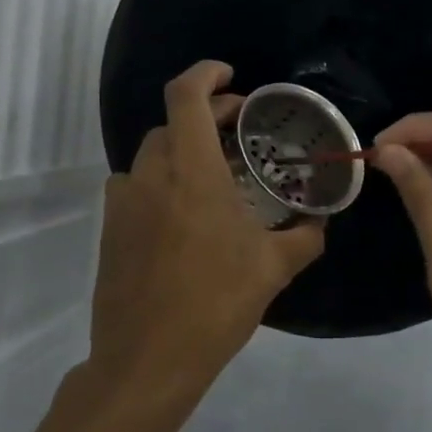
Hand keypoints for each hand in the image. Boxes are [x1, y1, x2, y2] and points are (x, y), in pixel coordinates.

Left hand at [88, 62, 324, 402]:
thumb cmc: (216, 305)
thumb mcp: (274, 269)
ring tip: (215, 173)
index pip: (186, 96)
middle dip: (206, 115)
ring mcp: (123, 202)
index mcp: (191, 172)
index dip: (206, 73)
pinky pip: (138, 186)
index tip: (231, 76)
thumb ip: (306, 236)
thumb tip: (321, 221)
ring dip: (183, 150)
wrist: (148, 359)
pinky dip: (163, 180)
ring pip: (152, 154)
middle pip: (171, 122)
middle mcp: (150, 175)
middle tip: (240, 131)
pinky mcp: (110, 228)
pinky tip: (186, 213)